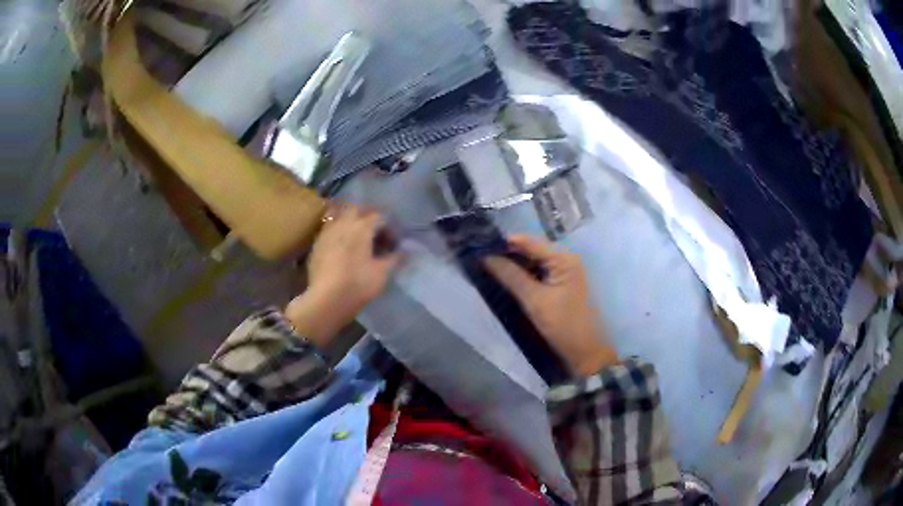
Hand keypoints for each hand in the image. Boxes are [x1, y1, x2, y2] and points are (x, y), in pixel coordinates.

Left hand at [285, 204, 402, 347]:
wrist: (326, 299)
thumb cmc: (358, 284)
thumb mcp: (382, 273)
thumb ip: (395, 258)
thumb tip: (404, 251)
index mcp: (362, 226)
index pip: (379, 216)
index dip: (389, 227)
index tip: (392, 243)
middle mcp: (344, 223)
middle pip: (357, 209)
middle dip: (368, 217)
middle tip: (374, 234)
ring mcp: (327, 231)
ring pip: (339, 215)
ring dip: (350, 220)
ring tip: (356, 236)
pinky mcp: (316, 243)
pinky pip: (328, 228)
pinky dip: (337, 230)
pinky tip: (341, 246)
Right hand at [483, 234, 617, 376]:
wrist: (585, 351)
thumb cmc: (563, 324)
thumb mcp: (534, 300)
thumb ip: (510, 276)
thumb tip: (485, 257)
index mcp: (563, 258)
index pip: (529, 241)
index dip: (504, 242)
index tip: (478, 244)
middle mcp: (565, 259)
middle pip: (531, 249)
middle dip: (507, 252)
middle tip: (479, 256)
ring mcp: (564, 272)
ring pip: (533, 261)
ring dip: (513, 263)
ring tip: (486, 265)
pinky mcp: (560, 284)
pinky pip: (538, 273)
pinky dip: (522, 274)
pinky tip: (505, 278)